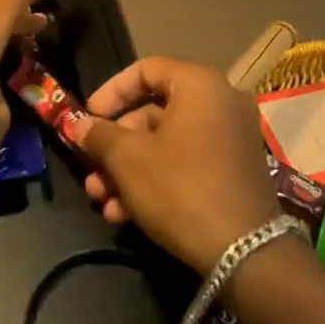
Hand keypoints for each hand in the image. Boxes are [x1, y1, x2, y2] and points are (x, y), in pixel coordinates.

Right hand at [68, 57, 279, 274]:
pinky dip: (157, 181)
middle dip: (116, 146)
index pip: (146, 70)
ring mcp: (232, 139)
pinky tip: (125, 215)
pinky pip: (188, 163)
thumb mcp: (129, 159)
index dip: (111, 92)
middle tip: (91, 170)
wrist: (245, 253)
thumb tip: (79, 125)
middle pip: (154, 113)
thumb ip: (100, 135)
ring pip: (168, 144)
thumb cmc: (180, 187)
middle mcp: (221, 103)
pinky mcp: (235, 173)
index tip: (88, 117)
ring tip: (102, 201)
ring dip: (129, 170)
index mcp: (200, 85)